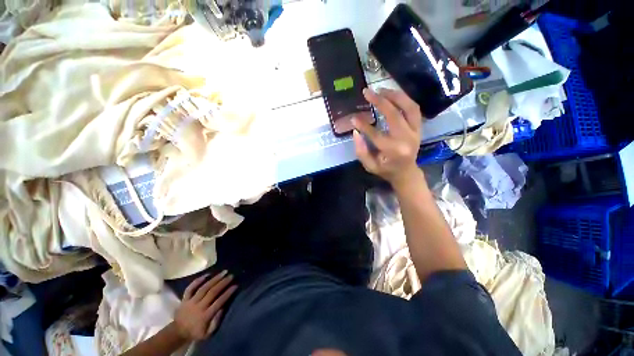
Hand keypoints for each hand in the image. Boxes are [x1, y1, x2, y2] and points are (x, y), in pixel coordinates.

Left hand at [174, 271, 237, 340]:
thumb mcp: (208, 333)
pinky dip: (198, 280)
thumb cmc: (196, 332)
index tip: (235, 285)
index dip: (228, 293)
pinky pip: (190, 288)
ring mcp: (191, 302)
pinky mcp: (184, 299)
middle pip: (212, 292)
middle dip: (223, 283)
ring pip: (204, 288)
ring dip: (214, 279)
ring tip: (223, 272)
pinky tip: (207, 274)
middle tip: (231, 275)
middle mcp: (199, 307)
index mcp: (205, 316)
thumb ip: (216, 321)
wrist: (177, 332)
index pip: (219, 302)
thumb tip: (223, 308)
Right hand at [352, 88, 422, 187]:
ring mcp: (416, 132)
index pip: (376, 134)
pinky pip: (414, 109)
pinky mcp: (419, 128)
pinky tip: (392, 95)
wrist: (406, 172)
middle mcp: (407, 139)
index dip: (363, 125)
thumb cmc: (386, 170)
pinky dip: (404, 99)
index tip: (353, 118)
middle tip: (367, 92)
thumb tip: (356, 132)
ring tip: (381, 89)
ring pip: (409, 107)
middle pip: (394, 115)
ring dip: (395, 95)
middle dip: (380, 101)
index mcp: (393, 151)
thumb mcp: (369, 166)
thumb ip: (361, 151)